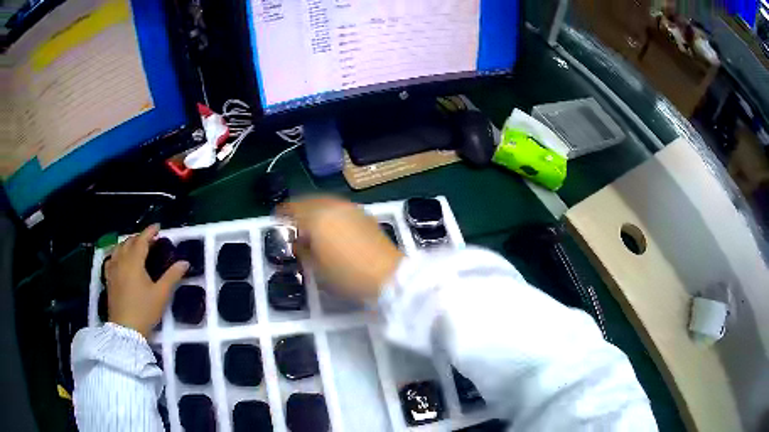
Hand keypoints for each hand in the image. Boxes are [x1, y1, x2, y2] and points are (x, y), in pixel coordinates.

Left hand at [104, 225, 188, 337]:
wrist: (125, 330)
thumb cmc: (144, 311)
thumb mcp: (161, 294)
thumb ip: (172, 276)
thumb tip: (185, 262)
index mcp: (134, 262)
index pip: (141, 240)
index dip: (149, 231)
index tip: (158, 227)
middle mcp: (121, 261)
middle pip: (129, 242)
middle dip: (140, 237)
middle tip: (150, 240)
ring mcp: (113, 270)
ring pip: (118, 248)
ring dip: (128, 243)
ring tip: (136, 247)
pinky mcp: (108, 279)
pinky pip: (111, 259)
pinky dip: (117, 254)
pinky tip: (120, 259)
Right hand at [278, 196, 403, 300]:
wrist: (388, 274)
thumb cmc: (348, 275)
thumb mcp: (318, 268)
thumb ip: (303, 251)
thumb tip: (297, 242)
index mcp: (317, 219)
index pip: (294, 209)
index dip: (283, 212)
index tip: (276, 217)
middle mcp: (333, 207)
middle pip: (310, 201)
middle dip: (298, 208)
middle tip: (291, 218)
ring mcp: (351, 209)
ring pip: (326, 202)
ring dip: (314, 208)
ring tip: (309, 221)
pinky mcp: (364, 214)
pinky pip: (339, 207)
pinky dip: (329, 211)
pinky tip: (330, 224)